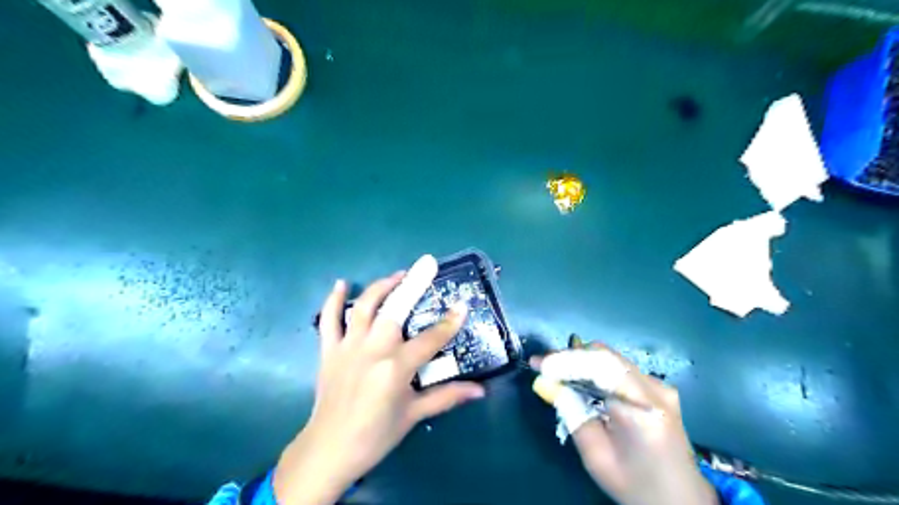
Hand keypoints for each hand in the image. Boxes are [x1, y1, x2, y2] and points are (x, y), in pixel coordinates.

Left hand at [273, 257, 484, 504]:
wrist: (328, 450)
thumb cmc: (376, 435)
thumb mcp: (413, 415)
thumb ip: (447, 397)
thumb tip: (480, 390)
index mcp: (396, 368)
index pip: (431, 339)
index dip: (449, 322)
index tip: (462, 305)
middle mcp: (373, 350)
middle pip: (395, 309)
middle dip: (413, 284)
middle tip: (426, 264)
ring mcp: (348, 347)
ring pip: (365, 307)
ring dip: (382, 286)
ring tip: (398, 274)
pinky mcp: (329, 350)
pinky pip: (328, 320)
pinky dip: (333, 300)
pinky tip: (342, 283)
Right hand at [532, 343, 716, 504]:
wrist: (681, 501)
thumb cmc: (636, 485)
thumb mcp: (596, 456)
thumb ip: (572, 415)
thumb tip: (545, 383)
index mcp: (643, 410)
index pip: (600, 367)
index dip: (566, 361)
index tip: (538, 364)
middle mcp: (655, 389)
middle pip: (606, 356)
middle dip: (570, 357)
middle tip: (543, 366)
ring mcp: (659, 386)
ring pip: (611, 358)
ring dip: (580, 361)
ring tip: (554, 370)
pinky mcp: (658, 387)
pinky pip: (619, 368)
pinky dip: (594, 368)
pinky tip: (578, 378)